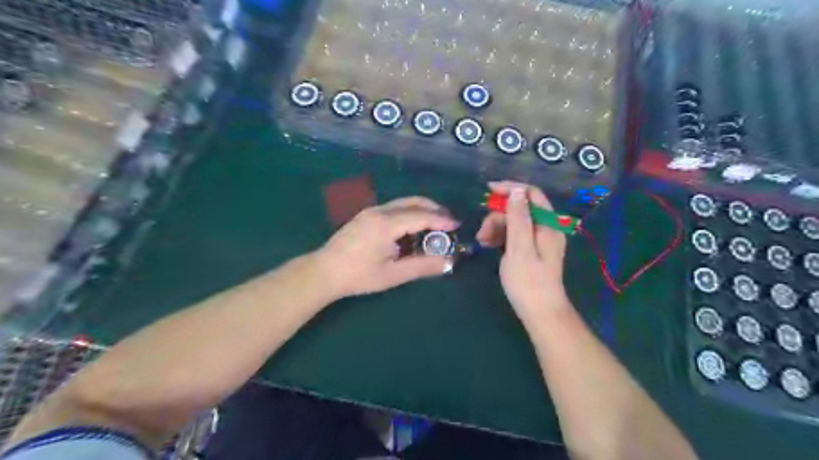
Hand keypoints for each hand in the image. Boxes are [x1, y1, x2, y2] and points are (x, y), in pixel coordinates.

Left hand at [313, 197, 456, 296]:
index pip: (421, 215)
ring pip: (403, 203)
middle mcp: (380, 211)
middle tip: (449, 222)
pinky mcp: (366, 216)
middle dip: (434, 209)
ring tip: (434, 226)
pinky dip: (409, 214)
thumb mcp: (393, 274)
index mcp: (386, 223)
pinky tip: (412, 229)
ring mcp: (371, 211)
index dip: (441, 219)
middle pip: (413, 202)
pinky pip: (394, 208)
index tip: (457, 225)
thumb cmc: (358, 276)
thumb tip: (448, 262)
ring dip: (421, 211)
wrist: (324, 272)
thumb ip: (422, 266)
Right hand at [474, 181, 571, 320]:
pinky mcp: (531, 249)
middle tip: (482, 232)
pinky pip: (514, 233)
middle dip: (498, 215)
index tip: (487, 191)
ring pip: (514, 221)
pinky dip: (500, 236)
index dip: (510, 189)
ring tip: (482, 242)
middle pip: (520, 208)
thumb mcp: (519, 248)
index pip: (531, 194)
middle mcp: (546, 227)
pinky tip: (488, 245)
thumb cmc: (528, 282)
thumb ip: (518, 218)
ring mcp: (538, 239)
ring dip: (496, 226)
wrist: (540, 312)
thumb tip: (516, 192)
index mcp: (548, 224)